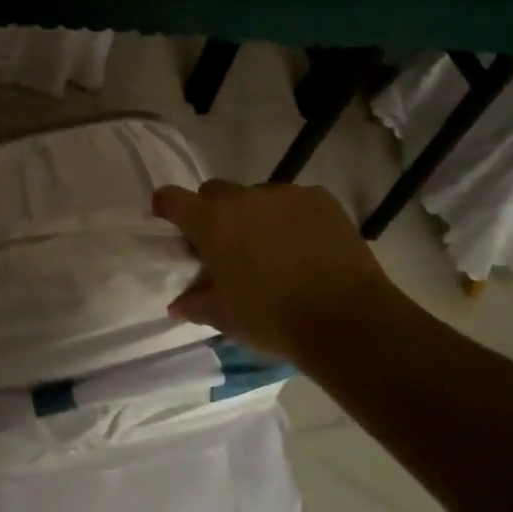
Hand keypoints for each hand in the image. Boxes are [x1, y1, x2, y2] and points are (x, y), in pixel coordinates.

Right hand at [152, 180, 407, 365]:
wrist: (346, 319)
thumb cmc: (272, 319)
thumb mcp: (225, 317)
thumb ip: (195, 304)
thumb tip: (177, 304)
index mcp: (211, 222)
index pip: (171, 198)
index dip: (166, 208)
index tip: (170, 224)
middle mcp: (243, 197)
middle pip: (215, 192)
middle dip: (214, 213)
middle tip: (228, 246)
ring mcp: (284, 194)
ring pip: (257, 198)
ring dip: (256, 217)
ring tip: (275, 251)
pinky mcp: (320, 198)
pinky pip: (294, 202)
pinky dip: (292, 219)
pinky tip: (307, 248)